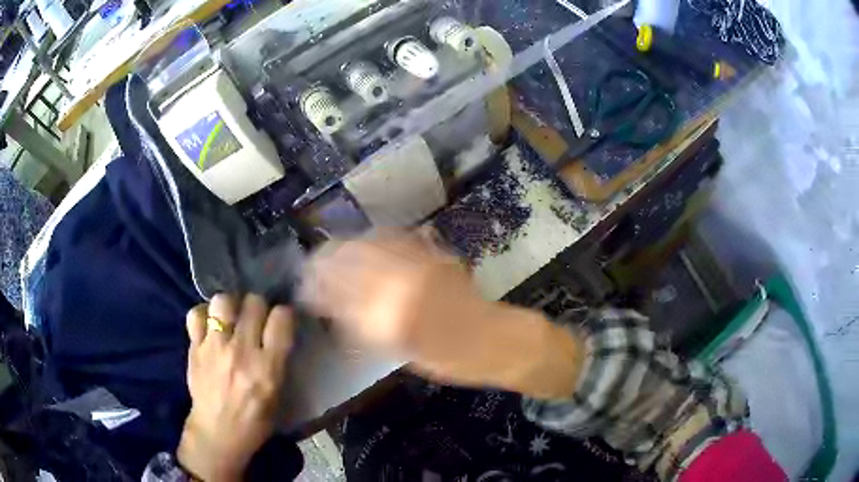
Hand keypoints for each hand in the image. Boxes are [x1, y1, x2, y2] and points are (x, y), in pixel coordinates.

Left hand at [178, 294, 293, 481]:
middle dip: (258, 307)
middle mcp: (241, 351)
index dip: (284, 315)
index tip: (281, 322)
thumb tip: (277, 331)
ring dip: (231, 306)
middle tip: (256, 320)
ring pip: (223, 301)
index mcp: (267, 368)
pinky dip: (203, 315)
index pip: (281, 318)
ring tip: (231, 318)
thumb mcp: (278, 395)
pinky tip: (209, 326)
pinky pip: (196, 314)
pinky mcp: (195, 347)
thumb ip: (278, 360)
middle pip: (253, 302)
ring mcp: (214, 347)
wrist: (217, 433)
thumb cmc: (254, 420)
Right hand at [301, 230, 581, 398]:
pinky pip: (398, 238)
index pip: (341, 296)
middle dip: (325, 261)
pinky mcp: (434, 255)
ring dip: (346, 244)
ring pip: (370, 244)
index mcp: (389, 319)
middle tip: (311, 263)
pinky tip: (366, 238)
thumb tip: (338, 312)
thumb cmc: (449, 360)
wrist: (494, 340)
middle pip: (350, 263)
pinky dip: (376, 237)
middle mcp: (401, 285)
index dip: (318, 289)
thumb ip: (368, 330)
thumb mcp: (401, 354)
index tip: (304, 287)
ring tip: (331, 247)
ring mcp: (419, 265)